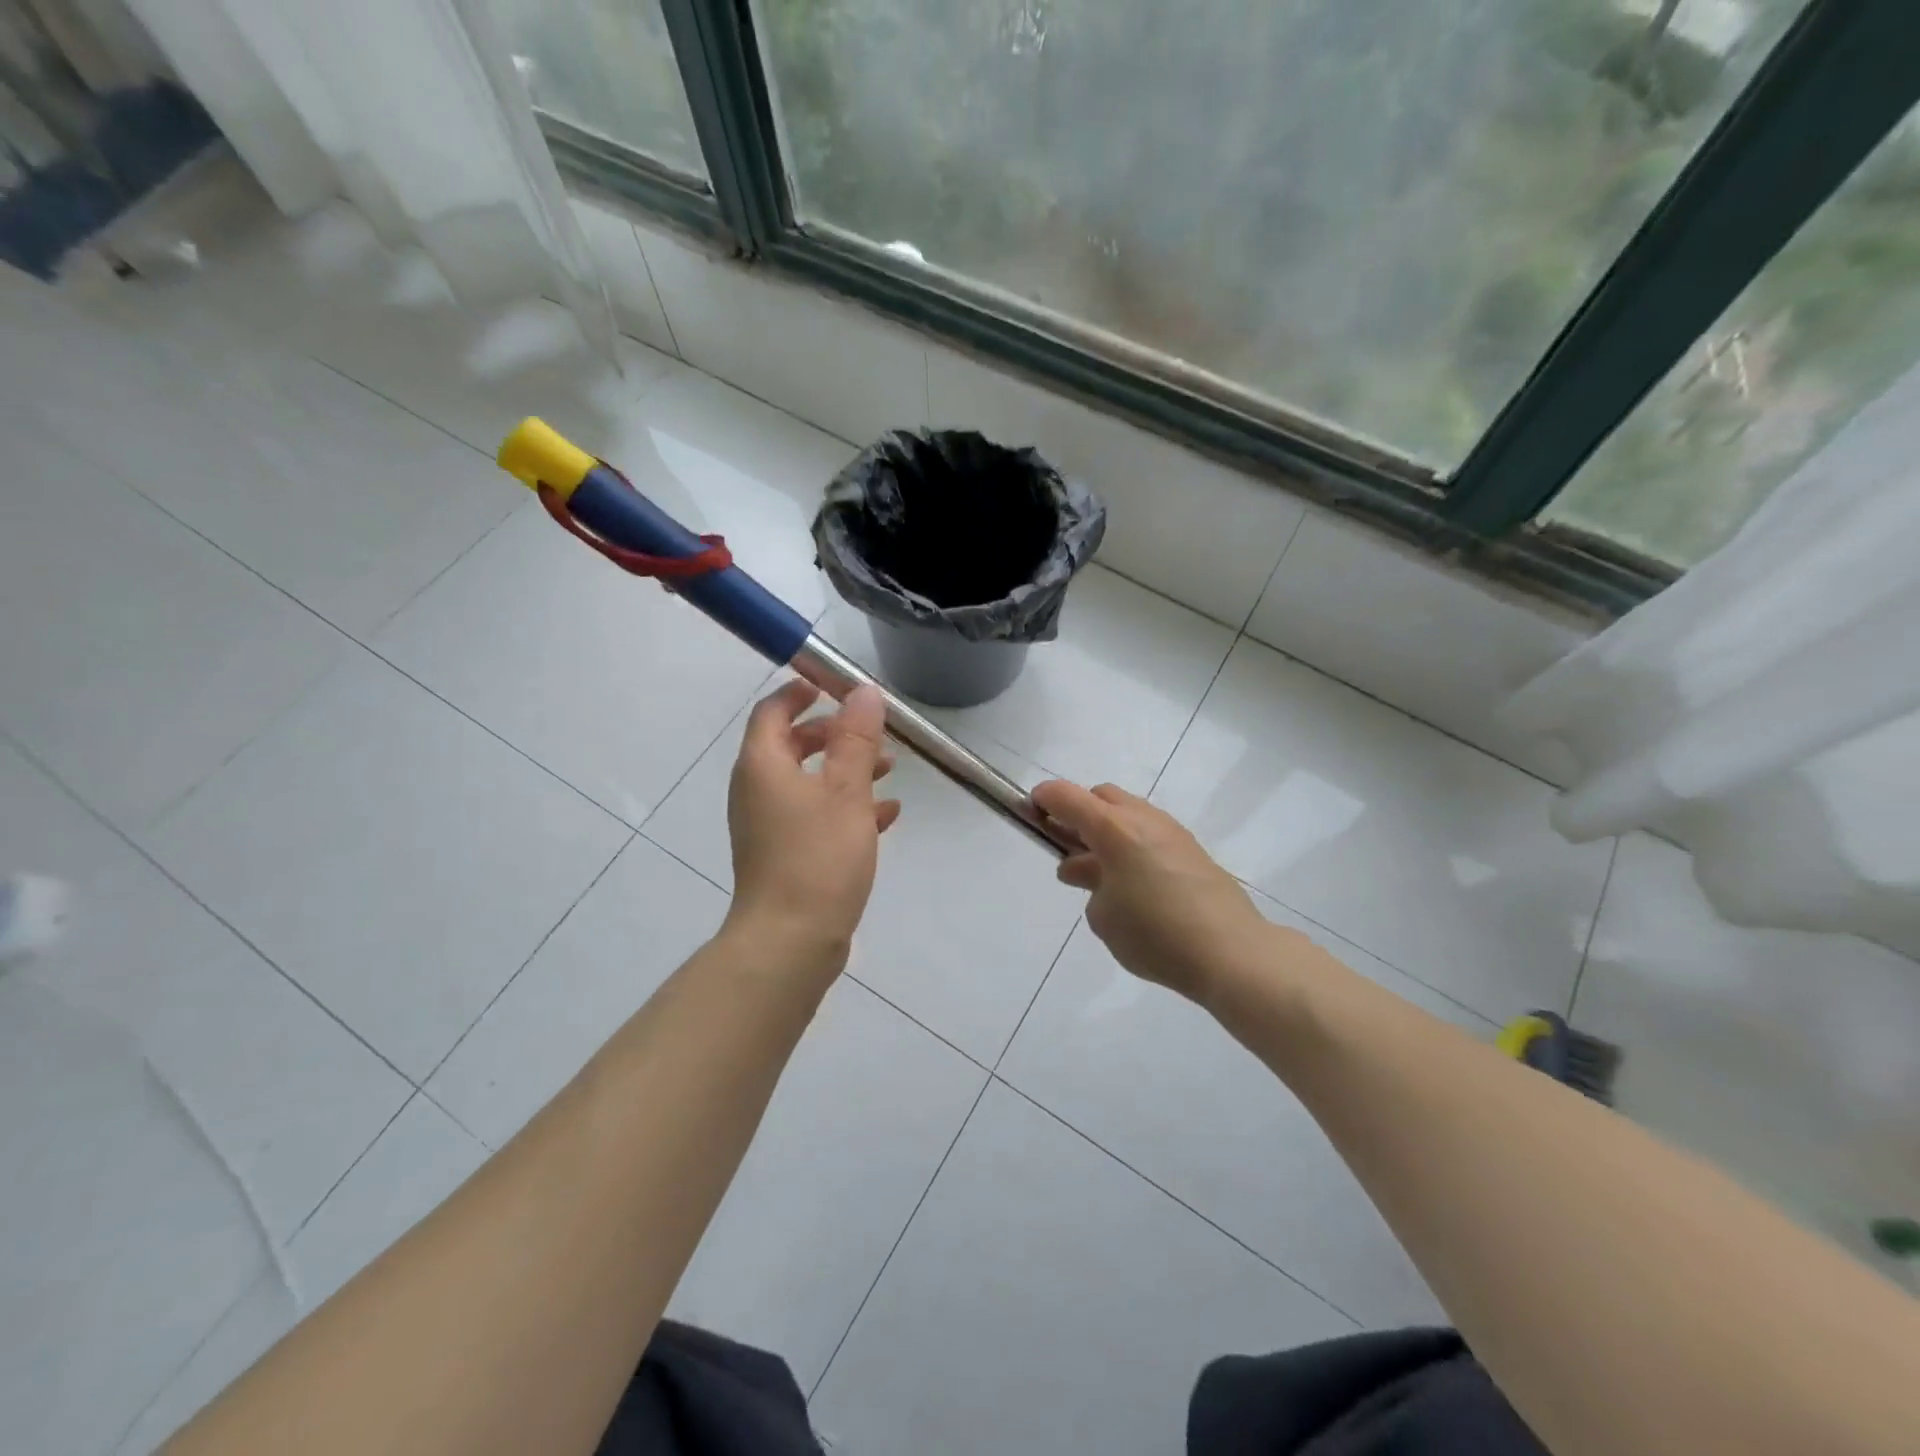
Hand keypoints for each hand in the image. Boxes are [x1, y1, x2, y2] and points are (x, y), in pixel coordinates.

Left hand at [726, 679, 899, 954]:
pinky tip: (885, 815)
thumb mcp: (846, 790)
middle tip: (870, 732)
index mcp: (763, 766)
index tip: (834, 685)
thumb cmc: (816, 857)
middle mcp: (757, 790)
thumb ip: (856, 739)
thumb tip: (863, 692)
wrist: (790, 941)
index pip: (773, 710)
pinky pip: (815, 816)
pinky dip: (845, 807)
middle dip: (833, 734)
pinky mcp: (784, 855)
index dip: (801, 692)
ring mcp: (768, 825)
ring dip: (845, 770)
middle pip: (791, 745)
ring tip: (889, 770)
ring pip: (808, 782)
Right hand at [1030, 780, 1269, 1002]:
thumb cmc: (1155, 935)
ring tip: (1099, 871)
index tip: (1031, 809)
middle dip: (1079, 812)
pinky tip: (1133, 882)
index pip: (1068, 796)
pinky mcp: (1192, 850)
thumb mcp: (1103, 917)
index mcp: (1114, 829)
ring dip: (1107, 830)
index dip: (1044, 798)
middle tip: (1067, 846)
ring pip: (1129, 813)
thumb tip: (1092, 872)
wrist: (1231, 952)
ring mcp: (1172, 832)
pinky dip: (1132, 844)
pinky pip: (1150, 833)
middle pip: (1101, 796)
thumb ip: (1090, 884)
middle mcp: (1143, 819)